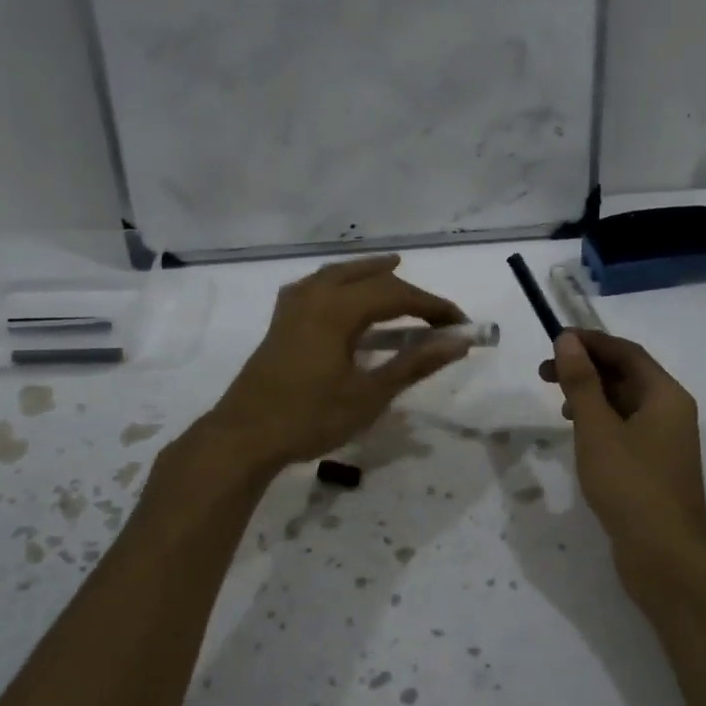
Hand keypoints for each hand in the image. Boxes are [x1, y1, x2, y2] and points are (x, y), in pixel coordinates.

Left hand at [207, 255, 469, 472]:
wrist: (244, 437)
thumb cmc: (310, 418)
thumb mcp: (369, 395)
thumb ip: (414, 364)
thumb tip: (457, 342)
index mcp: (337, 309)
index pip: (397, 295)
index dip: (433, 306)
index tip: (460, 324)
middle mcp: (315, 296)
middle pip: (368, 278)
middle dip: (406, 291)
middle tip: (435, 312)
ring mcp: (293, 307)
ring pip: (338, 274)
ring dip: (369, 273)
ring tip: (393, 269)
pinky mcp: (281, 322)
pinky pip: (315, 286)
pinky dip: (338, 282)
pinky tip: (340, 293)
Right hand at [540, 330, 705, 609]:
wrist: (665, 557)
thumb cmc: (630, 485)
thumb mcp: (597, 428)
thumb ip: (581, 382)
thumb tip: (568, 340)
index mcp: (666, 395)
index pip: (627, 352)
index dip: (590, 342)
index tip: (554, 340)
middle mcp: (671, 412)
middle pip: (627, 375)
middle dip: (586, 368)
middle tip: (544, 372)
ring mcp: (665, 441)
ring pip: (625, 402)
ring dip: (591, 394)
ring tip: (558, 402)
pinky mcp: (655, 465)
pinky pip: (626, 427)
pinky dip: (600, 420)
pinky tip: (578, 433)